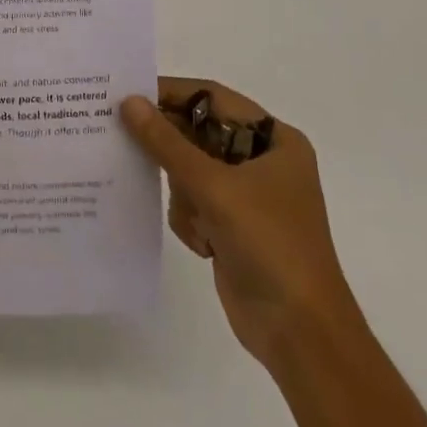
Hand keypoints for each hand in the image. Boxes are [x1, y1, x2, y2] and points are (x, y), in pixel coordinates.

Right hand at [119, 78, 356, 366]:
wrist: (299, 334)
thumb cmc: (268, 244)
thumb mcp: (213, 186)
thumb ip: (166, 142)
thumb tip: (129, 102)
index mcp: (274, 140)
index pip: (213, 98)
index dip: (172, 93)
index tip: (129, 94)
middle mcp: (262, 160)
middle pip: (199, 133)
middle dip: (172, 148)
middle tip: (126, 138)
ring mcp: (247, 195)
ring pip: (190, 169)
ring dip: (184, 192)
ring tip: (196, 218)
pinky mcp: (233, 226)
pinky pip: (193, 201)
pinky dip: (190, 217)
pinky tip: (203, 243)